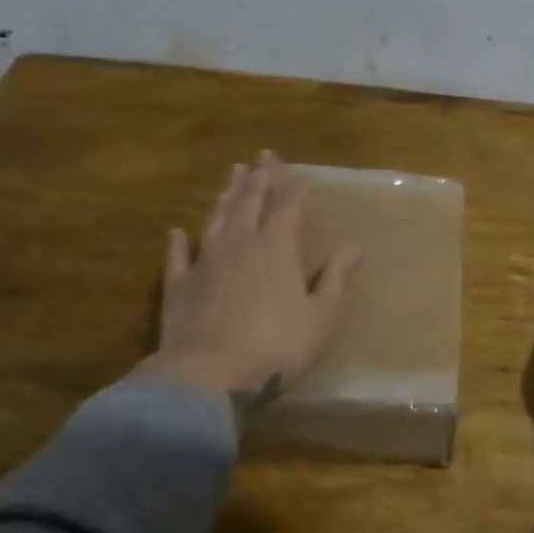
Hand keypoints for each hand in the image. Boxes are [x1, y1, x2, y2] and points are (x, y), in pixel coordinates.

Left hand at [132, 151, 360, 401]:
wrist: (208, 376)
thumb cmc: (276, 346)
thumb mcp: (322, 315)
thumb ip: (337, 278)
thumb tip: (356, 246)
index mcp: (277, 249)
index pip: (287, 208)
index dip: (293, 188)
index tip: (299, 172)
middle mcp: (240, 245)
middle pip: (249, 203)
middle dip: (259, 179)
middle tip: (262, 156)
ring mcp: (205, 264)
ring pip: (216, 220)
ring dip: (226, 197)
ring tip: (233, 175)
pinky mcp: (178, 287)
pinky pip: (177, 257)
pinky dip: (178, 243)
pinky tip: (177, 232)